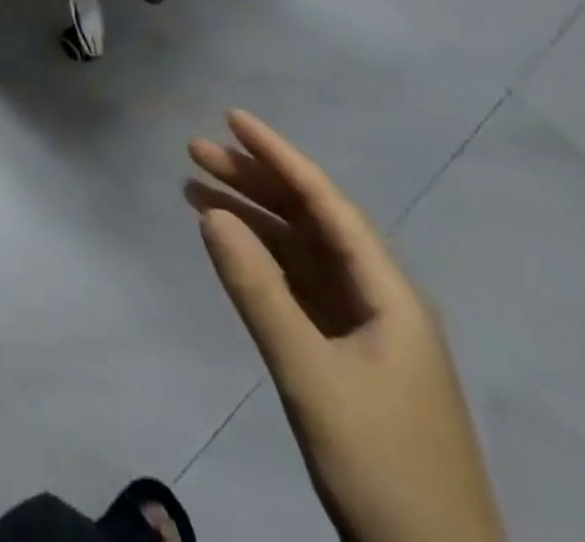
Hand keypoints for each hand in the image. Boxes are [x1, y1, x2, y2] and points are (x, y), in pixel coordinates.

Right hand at [186, 112, 503, 541]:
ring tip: (195, 188)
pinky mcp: (350, 360)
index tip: (231, 118)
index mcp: (389, 292)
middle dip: (254, 180)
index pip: (325, 201)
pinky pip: (300, 288)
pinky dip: (263, 261)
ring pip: (302, 253)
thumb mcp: (310, 374)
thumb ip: (258, 290)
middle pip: (311, 220)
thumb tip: (211, 212)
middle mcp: (380, 298)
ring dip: (252, 218)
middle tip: (195, 151)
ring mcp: (366, 331)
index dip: (278, 155)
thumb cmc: (381, 466)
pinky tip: (231, 248)